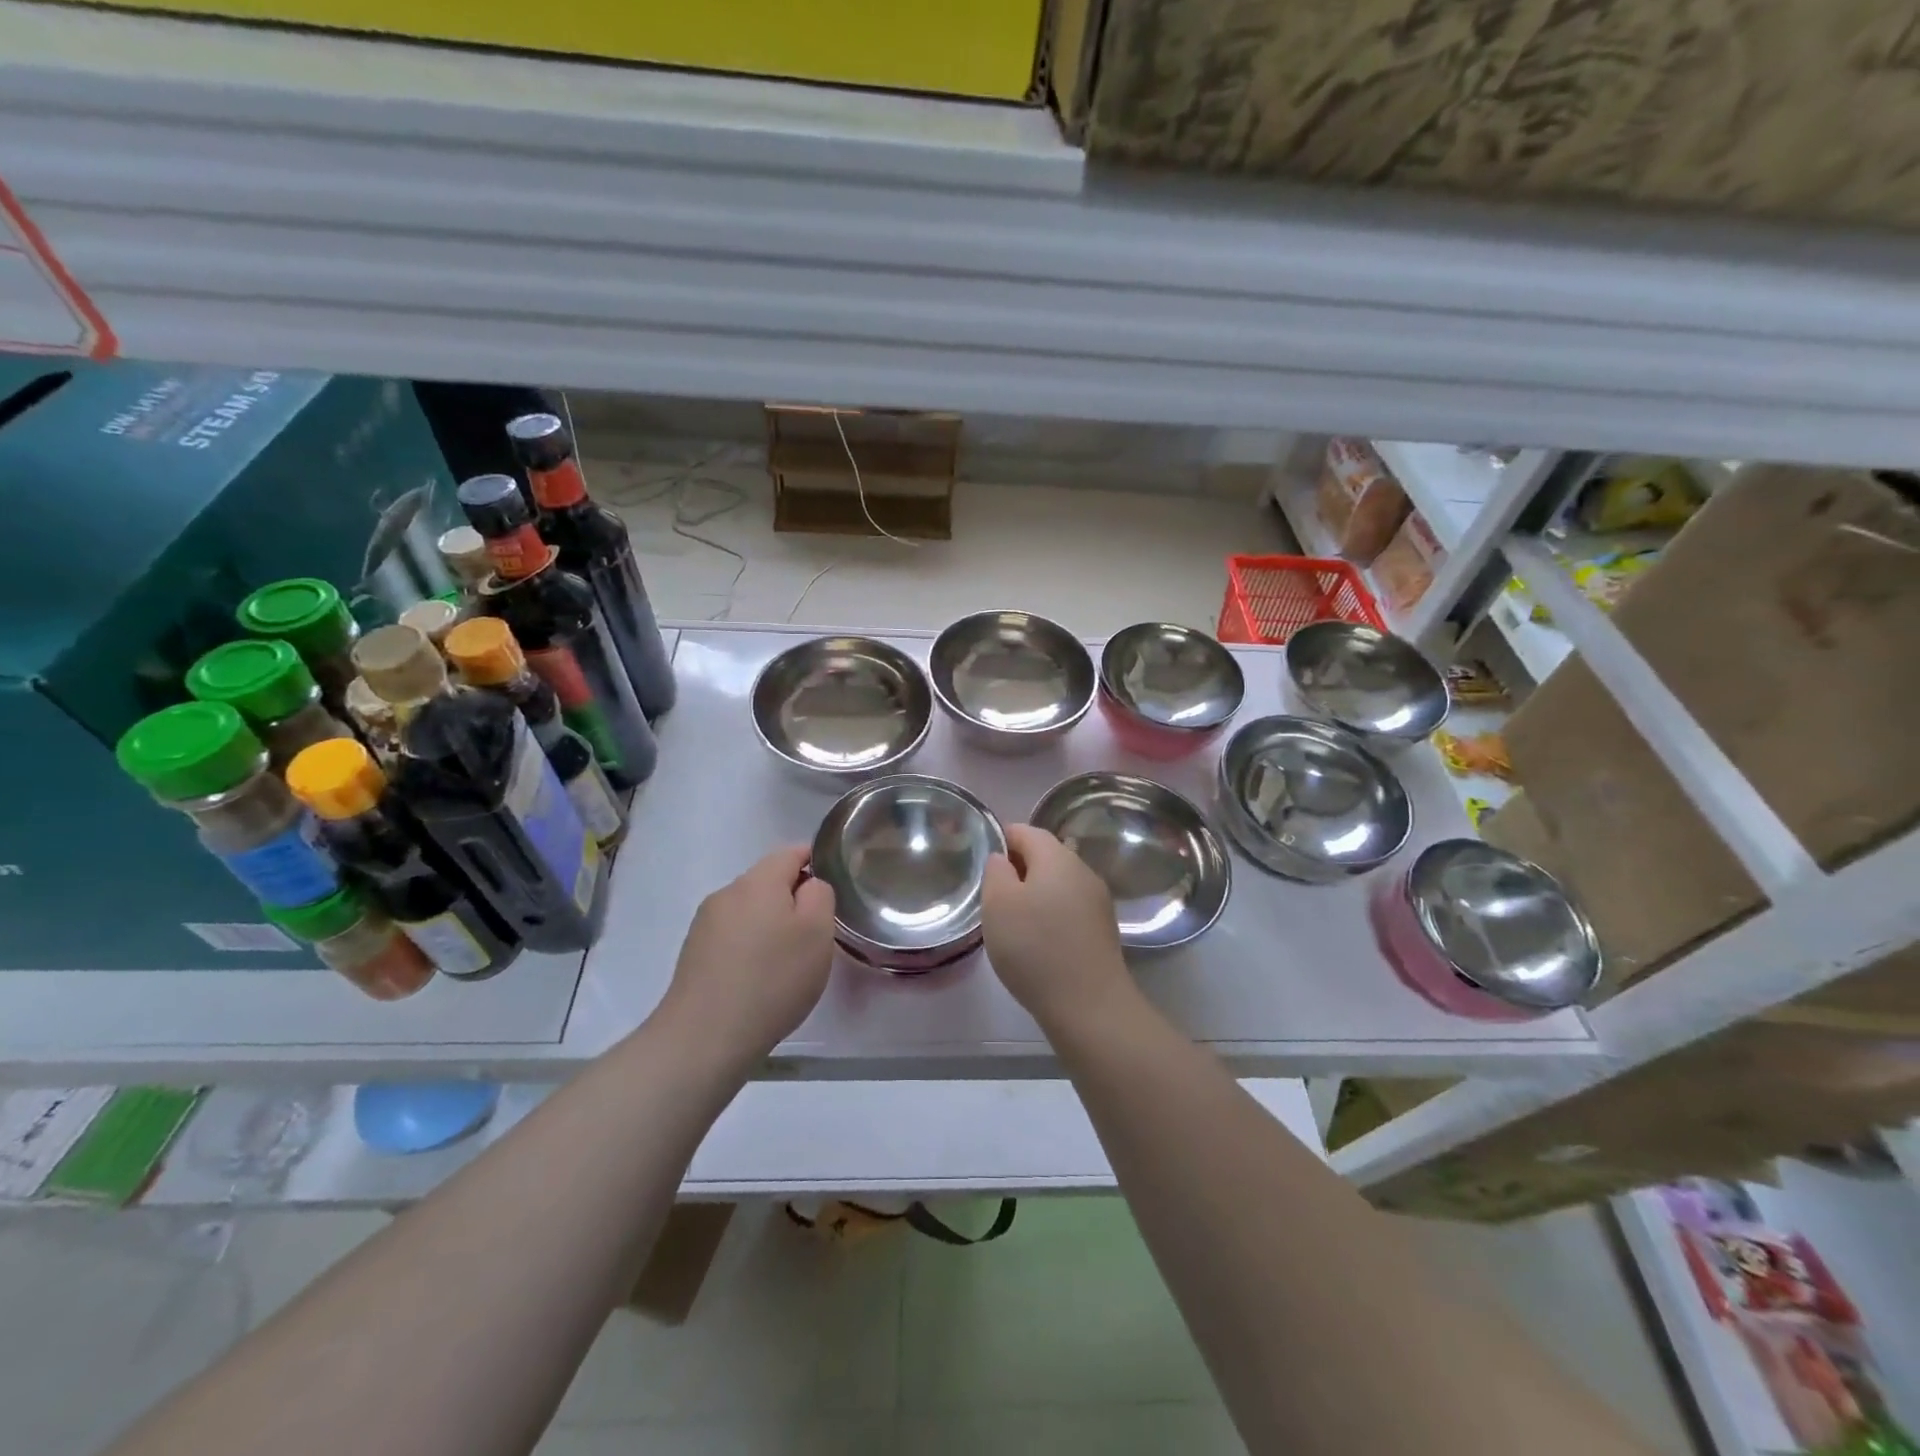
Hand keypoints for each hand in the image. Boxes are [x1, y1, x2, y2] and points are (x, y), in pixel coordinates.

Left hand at [658, 845, 836, 1067]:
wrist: (704, 1037)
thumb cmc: (772, 979)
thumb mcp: (817, 932)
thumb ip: (820, 895)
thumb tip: (807, 886)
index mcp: (758, 881)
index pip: (792, 852)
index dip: (816, 863)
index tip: (832, 891)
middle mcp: (727, 893)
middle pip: (768, 881)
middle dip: (793, 899)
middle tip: (816, 934)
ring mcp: (705, 923)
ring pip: (750, 910)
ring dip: (770, 924)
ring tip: (787, 962)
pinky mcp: (693, 953)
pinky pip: (733, 936)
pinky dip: (750, 946)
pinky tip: (759, 978)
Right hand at [983, 823, 1131, 1032]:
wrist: (1089, 1005)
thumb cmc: (1034, 948)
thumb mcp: (998, 904)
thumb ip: (995, 872)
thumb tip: (1002, 859)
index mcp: (1057, 857)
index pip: (1025, 831)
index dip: (1000, 840)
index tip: (981, 864)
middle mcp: (1083, 870)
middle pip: (1046, 856)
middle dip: (1018, 868)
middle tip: (992, 895)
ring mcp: (1098, 900)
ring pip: (1059, 883)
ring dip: (1035, 893)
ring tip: (1012, 921)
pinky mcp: (1103, 929)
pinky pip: (1070, 908)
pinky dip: (1051, 914)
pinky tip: (1038, 941)